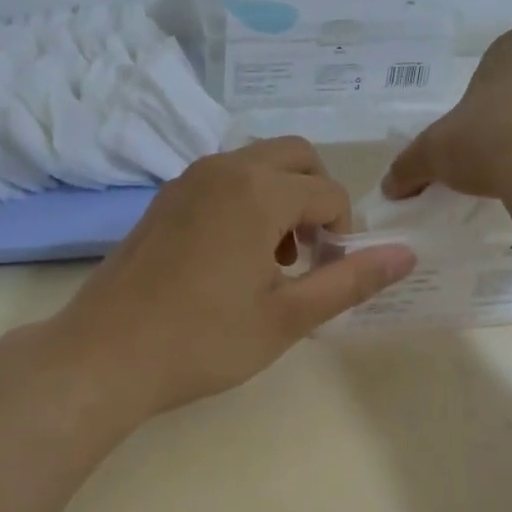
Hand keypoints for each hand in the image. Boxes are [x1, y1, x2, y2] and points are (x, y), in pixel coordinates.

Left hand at [44, 139, 416, 423]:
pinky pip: (221, 179)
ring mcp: (187, 180)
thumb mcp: (286, 318)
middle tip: (312, 253)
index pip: (329, 193)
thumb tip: (406, 255)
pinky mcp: (163, 199)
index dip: (345, 232)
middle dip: (317, 197)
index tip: (332, 273)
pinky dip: (245, 200)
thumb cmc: (202, 341)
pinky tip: (232, 257)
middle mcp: (223, 169)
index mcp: (259, 191)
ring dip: (281, 196)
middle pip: (295, 156)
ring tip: (274, 260)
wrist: (104, 354)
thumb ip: (349, 281)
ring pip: (256, 163)